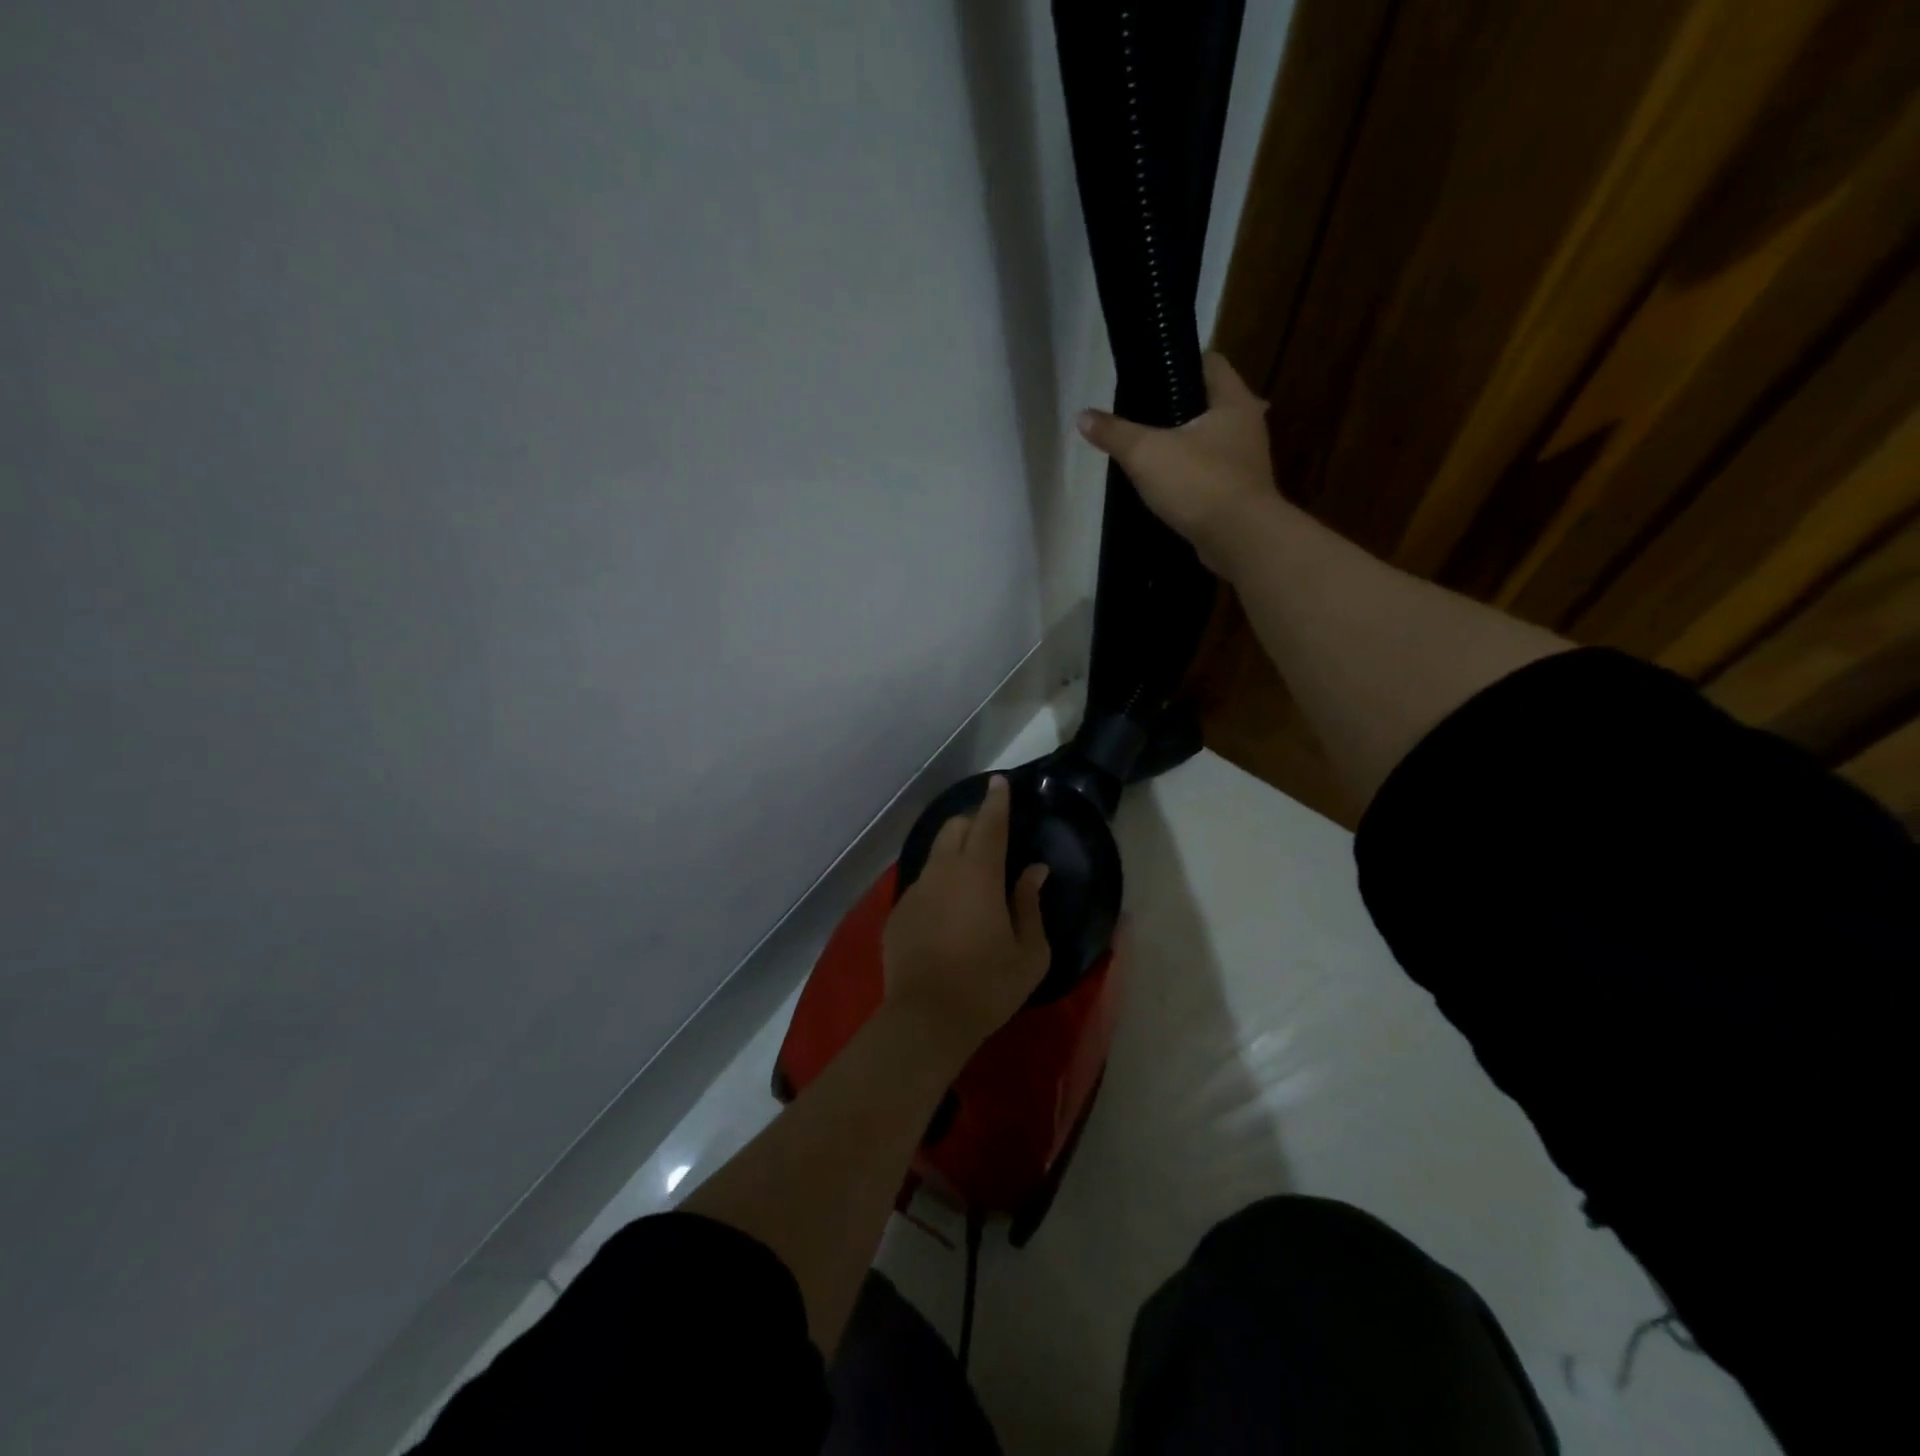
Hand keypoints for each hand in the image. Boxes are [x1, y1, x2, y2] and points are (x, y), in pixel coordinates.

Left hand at [882, 775, 1050, 1060]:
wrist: (925, 1020)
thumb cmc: (988, 986)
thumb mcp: (1029, 952)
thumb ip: (1031, 904)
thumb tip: (1034, 871)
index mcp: (978, 874)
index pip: (989, 823)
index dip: (996, 800)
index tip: (999, 782)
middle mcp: (943, 872)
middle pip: (954, 827)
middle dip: (972, 821)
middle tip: (990, 834)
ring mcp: (916, 890)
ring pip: (935, 854)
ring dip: (954, 852)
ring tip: (970, 874)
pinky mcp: (898, 912)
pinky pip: (923, 884)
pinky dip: (939, 884)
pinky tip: (948, 913)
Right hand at [1077, 352, 1284, 576]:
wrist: (1239, 540)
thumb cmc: (1199, 483)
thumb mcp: (1146, 454)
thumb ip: (1115, 433)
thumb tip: (1082, 416)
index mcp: (1233, 400)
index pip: (1210, 362)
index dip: (1180, 362)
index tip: (1150, 374)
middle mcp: (1247, 424)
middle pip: (1210, 402)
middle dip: (1179, 406)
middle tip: (1142, 415)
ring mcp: (1247, 461)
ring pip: (1211, 440)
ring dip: (1186, 443)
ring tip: (1150, 450)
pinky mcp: (1240, 493)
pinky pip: (1212, 473)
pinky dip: (1192, 474)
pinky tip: (1168, 484)